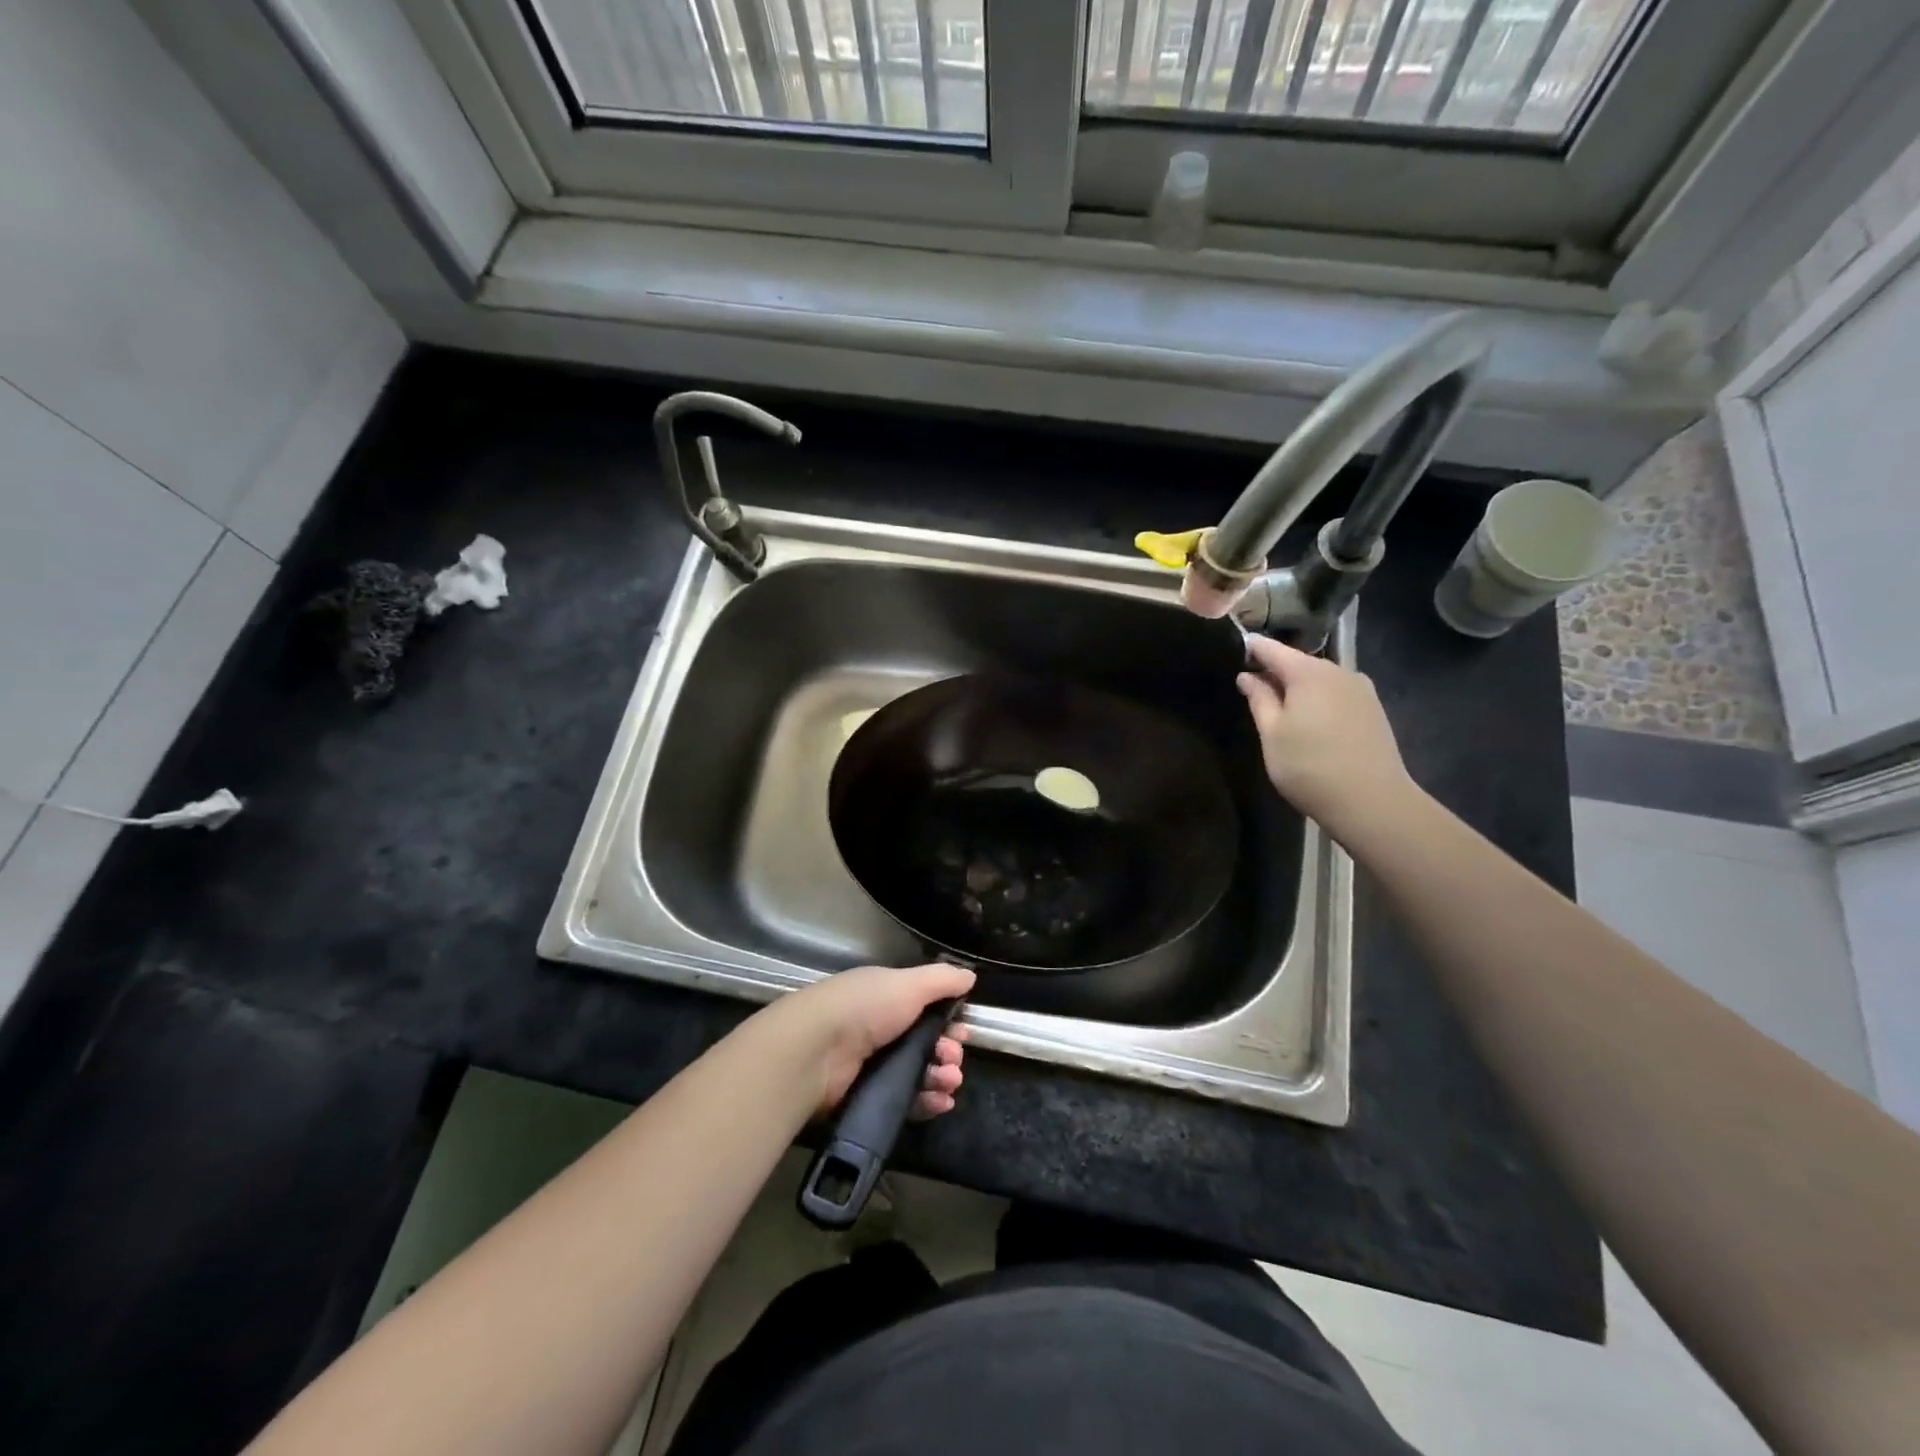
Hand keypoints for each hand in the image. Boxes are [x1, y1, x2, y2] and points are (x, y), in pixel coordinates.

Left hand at [767, 963, 974, 1119]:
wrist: (817, 1050)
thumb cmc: (865, 1007)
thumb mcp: (908, 983)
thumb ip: (942, 979)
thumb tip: (970, 977)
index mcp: (887, 997)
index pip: (926, 1009)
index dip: (948, 1020)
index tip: (964, 1030)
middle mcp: (881, 1029)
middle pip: (926, 1043)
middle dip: (948, 1051)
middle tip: (955, 1058)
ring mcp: (874, 1065)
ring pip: (919, 1073)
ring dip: (941, 1077)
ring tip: (950, 1081)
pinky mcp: (869, 1097)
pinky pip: (906, 1100)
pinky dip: (927, 1101)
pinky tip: (942, 1101)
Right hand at [1236, 636, 1417, 844]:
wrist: (1372, 801)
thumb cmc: (1309, 766)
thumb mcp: (1271, 733)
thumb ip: (1259, 699)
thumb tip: (1247, 676)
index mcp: (1309, 672)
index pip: (1272, 649)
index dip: (1252, 647)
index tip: (1236, 648)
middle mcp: (1339, 671)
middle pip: (1299, 663)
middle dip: (1275, 671)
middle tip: (1252, 686)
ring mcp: (1361, 690)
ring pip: (1320, 680)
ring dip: (1299, 688)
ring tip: (1280, 708)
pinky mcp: (1373, 710)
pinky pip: (1337, 695)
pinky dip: (1319, 700)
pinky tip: (1311, 722)